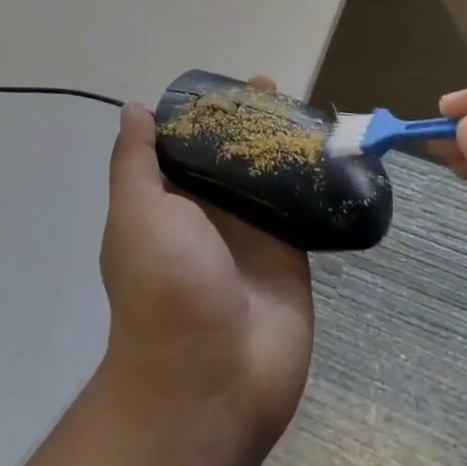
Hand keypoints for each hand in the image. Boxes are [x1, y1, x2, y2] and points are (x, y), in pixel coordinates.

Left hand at [99, 77, 313, 455]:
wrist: (211, 380)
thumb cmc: (165, 287)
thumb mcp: (137, 213)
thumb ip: (136, 161)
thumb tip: (133, 109)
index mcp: (168, 202)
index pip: (185, 143)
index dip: (203, 113)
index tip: (226, 85)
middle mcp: (209, 213)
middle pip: (231, 155)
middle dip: (249, 122)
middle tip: (274, 88)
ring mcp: (252, 233)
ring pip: (269, 176)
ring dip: (283, 144)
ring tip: (307, 108)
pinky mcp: (291, 253)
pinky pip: (303, 207)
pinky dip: (315, 180)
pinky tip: (332, 149)